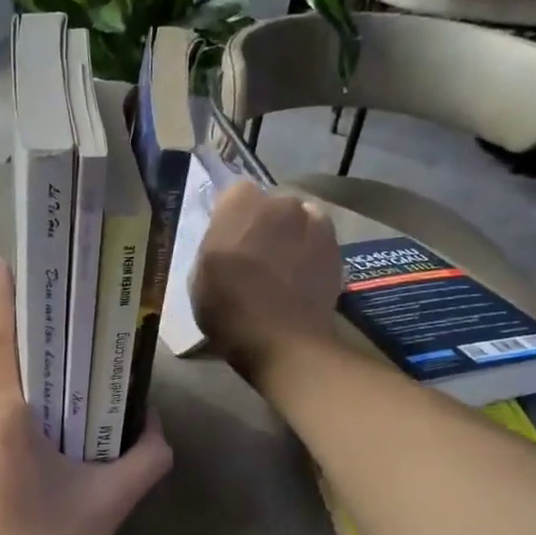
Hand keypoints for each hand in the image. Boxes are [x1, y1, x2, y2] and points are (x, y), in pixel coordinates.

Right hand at [190, 180, 341, 378]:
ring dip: (289, 235)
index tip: (226, 239)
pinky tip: (299, 279)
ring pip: (297, 220)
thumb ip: (212, 245)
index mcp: (241, 204)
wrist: (285, 342)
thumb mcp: (198, 277)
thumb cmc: (230, 310)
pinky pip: (317, 240)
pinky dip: (309, 252)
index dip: (230, 215)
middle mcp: (281, 203)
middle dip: (262, 223)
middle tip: (253, 256)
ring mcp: (314, 223)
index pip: (234, 193)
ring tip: (281, 269)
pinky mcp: (336, 247)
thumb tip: (226, 240)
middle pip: (270, 204)